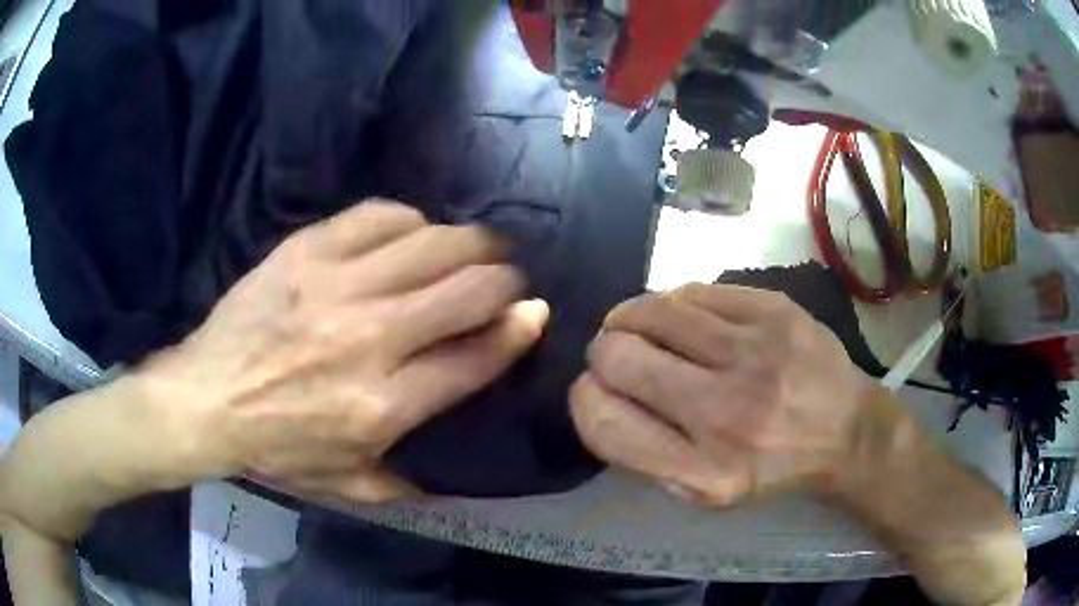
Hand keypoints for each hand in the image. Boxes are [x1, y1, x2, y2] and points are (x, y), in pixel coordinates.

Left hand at [140, 200, 547, 503]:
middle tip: (508, 279)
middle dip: (505, 279)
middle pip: (468, 290)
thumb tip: (464, 459)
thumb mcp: (349, 486)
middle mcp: (369, 339)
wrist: (206, 399)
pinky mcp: (307, 251)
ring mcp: (336, 286)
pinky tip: (413, 234)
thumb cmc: (278, 448)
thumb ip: (411, 479)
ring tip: (477, 248)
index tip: (536, 312)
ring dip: (471, 243)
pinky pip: (380, 216)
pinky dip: (411, 221)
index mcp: (382, 406)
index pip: (476, 356)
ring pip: (433, 244)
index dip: (519, 330)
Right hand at [570, 284, 872, 506]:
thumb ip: (646, 455)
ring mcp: (755, 352)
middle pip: (617, 357)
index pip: (604, 422)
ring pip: (653, 310)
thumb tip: (598, 396)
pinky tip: (683, 317)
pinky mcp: (774, 310)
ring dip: (631, 317)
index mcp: (705, 471)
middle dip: (604, 352)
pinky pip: (694, 291)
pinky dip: (675, 304)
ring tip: (637, 326)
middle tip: (618, 354)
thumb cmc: (771, 466)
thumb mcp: (706, 492)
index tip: (596, 391)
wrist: (846, 429)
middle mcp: (726, 412)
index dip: (585, 398)